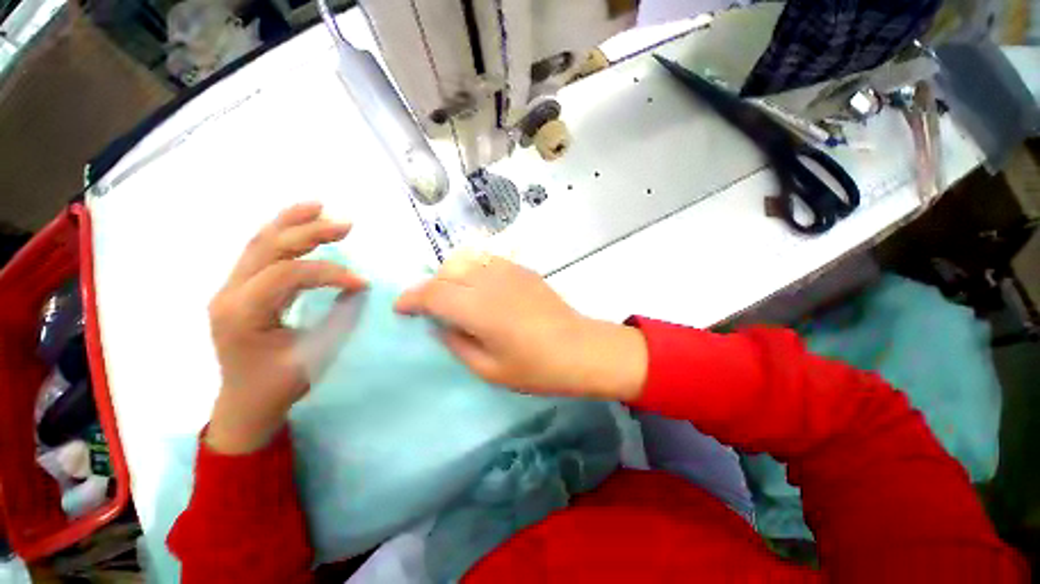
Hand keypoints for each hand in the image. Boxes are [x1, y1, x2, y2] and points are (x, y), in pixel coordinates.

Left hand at [206, 203, 366, 453]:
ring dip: (291, 223)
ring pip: (258, 244)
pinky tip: (298, 223)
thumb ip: (338, 319)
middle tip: (345, 223)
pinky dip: (281, 234)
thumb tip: (357, 290)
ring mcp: (229, 289)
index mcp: (243, 314)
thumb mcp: (314, 356)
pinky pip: (258, 253)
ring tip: (318, 206)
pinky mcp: (238, 289)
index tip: (362, 283)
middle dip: (309, 231)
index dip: (329, 273)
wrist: (244, 403)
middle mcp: (229, 294)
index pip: (287, 274)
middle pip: (268, 248)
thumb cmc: (278, 385)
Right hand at [394, 251, 646, 400]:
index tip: (401, 309)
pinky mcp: (522, 270)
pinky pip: (487, 261)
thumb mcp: (489, 369)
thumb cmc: (536, 367)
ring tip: (453, 296)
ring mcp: (508, 271)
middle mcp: (489, 282)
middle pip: (446, 272)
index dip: (411, 299)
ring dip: (450, 275)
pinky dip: (473, 269)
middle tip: (429, 308)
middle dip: (430, 287)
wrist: (579, 348)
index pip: (433, 293)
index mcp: (478, 308)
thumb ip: (457, 343)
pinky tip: (480, 288)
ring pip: (466, 260)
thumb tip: (441, 326)